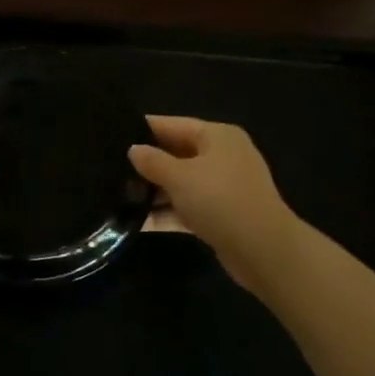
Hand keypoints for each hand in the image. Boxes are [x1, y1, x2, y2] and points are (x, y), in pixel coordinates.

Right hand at [129, 117, 301, 290]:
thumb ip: (152, 161)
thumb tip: (133, 150)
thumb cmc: (220, 200)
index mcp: (217, 136)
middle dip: (147, 163)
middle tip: (111, 168)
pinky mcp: (223, 215)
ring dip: (155, 191)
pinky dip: (168, 212)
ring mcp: (225, 187)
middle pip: (177, 153)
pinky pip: (189, 207)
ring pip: (182, 182)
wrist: (264, 251)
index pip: (173, 124)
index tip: (112, 134)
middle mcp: (223, 156)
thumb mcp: (179, 177)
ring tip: (118, 195)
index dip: (143, 129)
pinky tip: (138, 221)